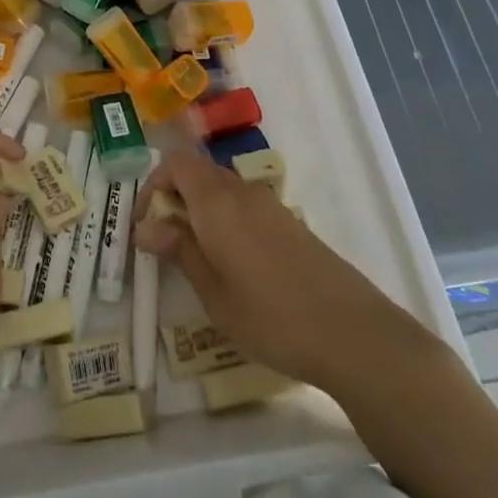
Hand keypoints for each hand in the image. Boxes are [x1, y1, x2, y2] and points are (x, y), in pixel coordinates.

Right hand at [134, 152, 421, 393]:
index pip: (175, 164)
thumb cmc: (271, 316)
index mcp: (217, 202)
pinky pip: (245, 207)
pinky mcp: (291, 224)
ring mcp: (271, 206)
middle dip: (174, 199)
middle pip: (198, 174)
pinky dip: (226, 221)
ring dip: (200, 211)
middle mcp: (242, 193)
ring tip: (195, 257)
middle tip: (164, 243)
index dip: (153, 186)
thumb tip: (144, 227)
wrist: (353, 334)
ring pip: (222, 191)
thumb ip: (180, 251)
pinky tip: (232, 265)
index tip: (144, 225)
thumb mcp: (213, 293)